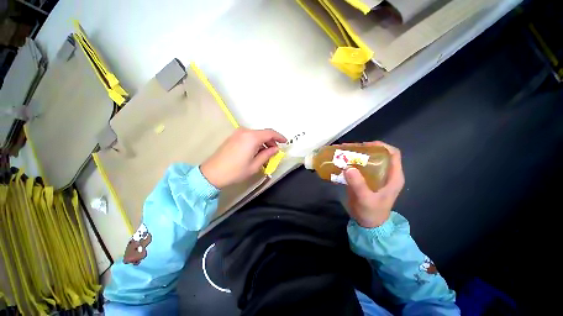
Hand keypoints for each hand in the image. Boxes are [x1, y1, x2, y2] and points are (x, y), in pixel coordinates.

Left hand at [200, 128, 286, 188]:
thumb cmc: (236, 171)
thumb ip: (267, 155)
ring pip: (256, 134)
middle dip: (271, 141)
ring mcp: (238, 133)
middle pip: (263, 133)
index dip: (279, 137)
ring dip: (263, 142)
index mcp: (252, 137)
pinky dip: (256, 142)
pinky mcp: (233, 136)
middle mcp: (245, 131)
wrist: (212, 173)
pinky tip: (256, 151)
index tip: (285, 142)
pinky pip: (249, 136)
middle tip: (275, 151)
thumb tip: (275, 149)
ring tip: (266, 153)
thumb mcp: (255, 165)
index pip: (270, 133)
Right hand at [344, 141, 404, 227]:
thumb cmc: (372, 213)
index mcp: (393, 176)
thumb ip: (358, 184)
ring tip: (341, 152)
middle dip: (363, 149)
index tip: (365, 145)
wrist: (367, 224)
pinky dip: (349, 163)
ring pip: (366, 160)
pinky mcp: (364, 179)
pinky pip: (357, 167)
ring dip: (354, 155)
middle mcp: (384, 173)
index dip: (381, 146)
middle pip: (377, 154)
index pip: (393, 154)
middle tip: (348, 148)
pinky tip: (339, 162)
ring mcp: (374, 176)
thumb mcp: (366, 199)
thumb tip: (348, 167)